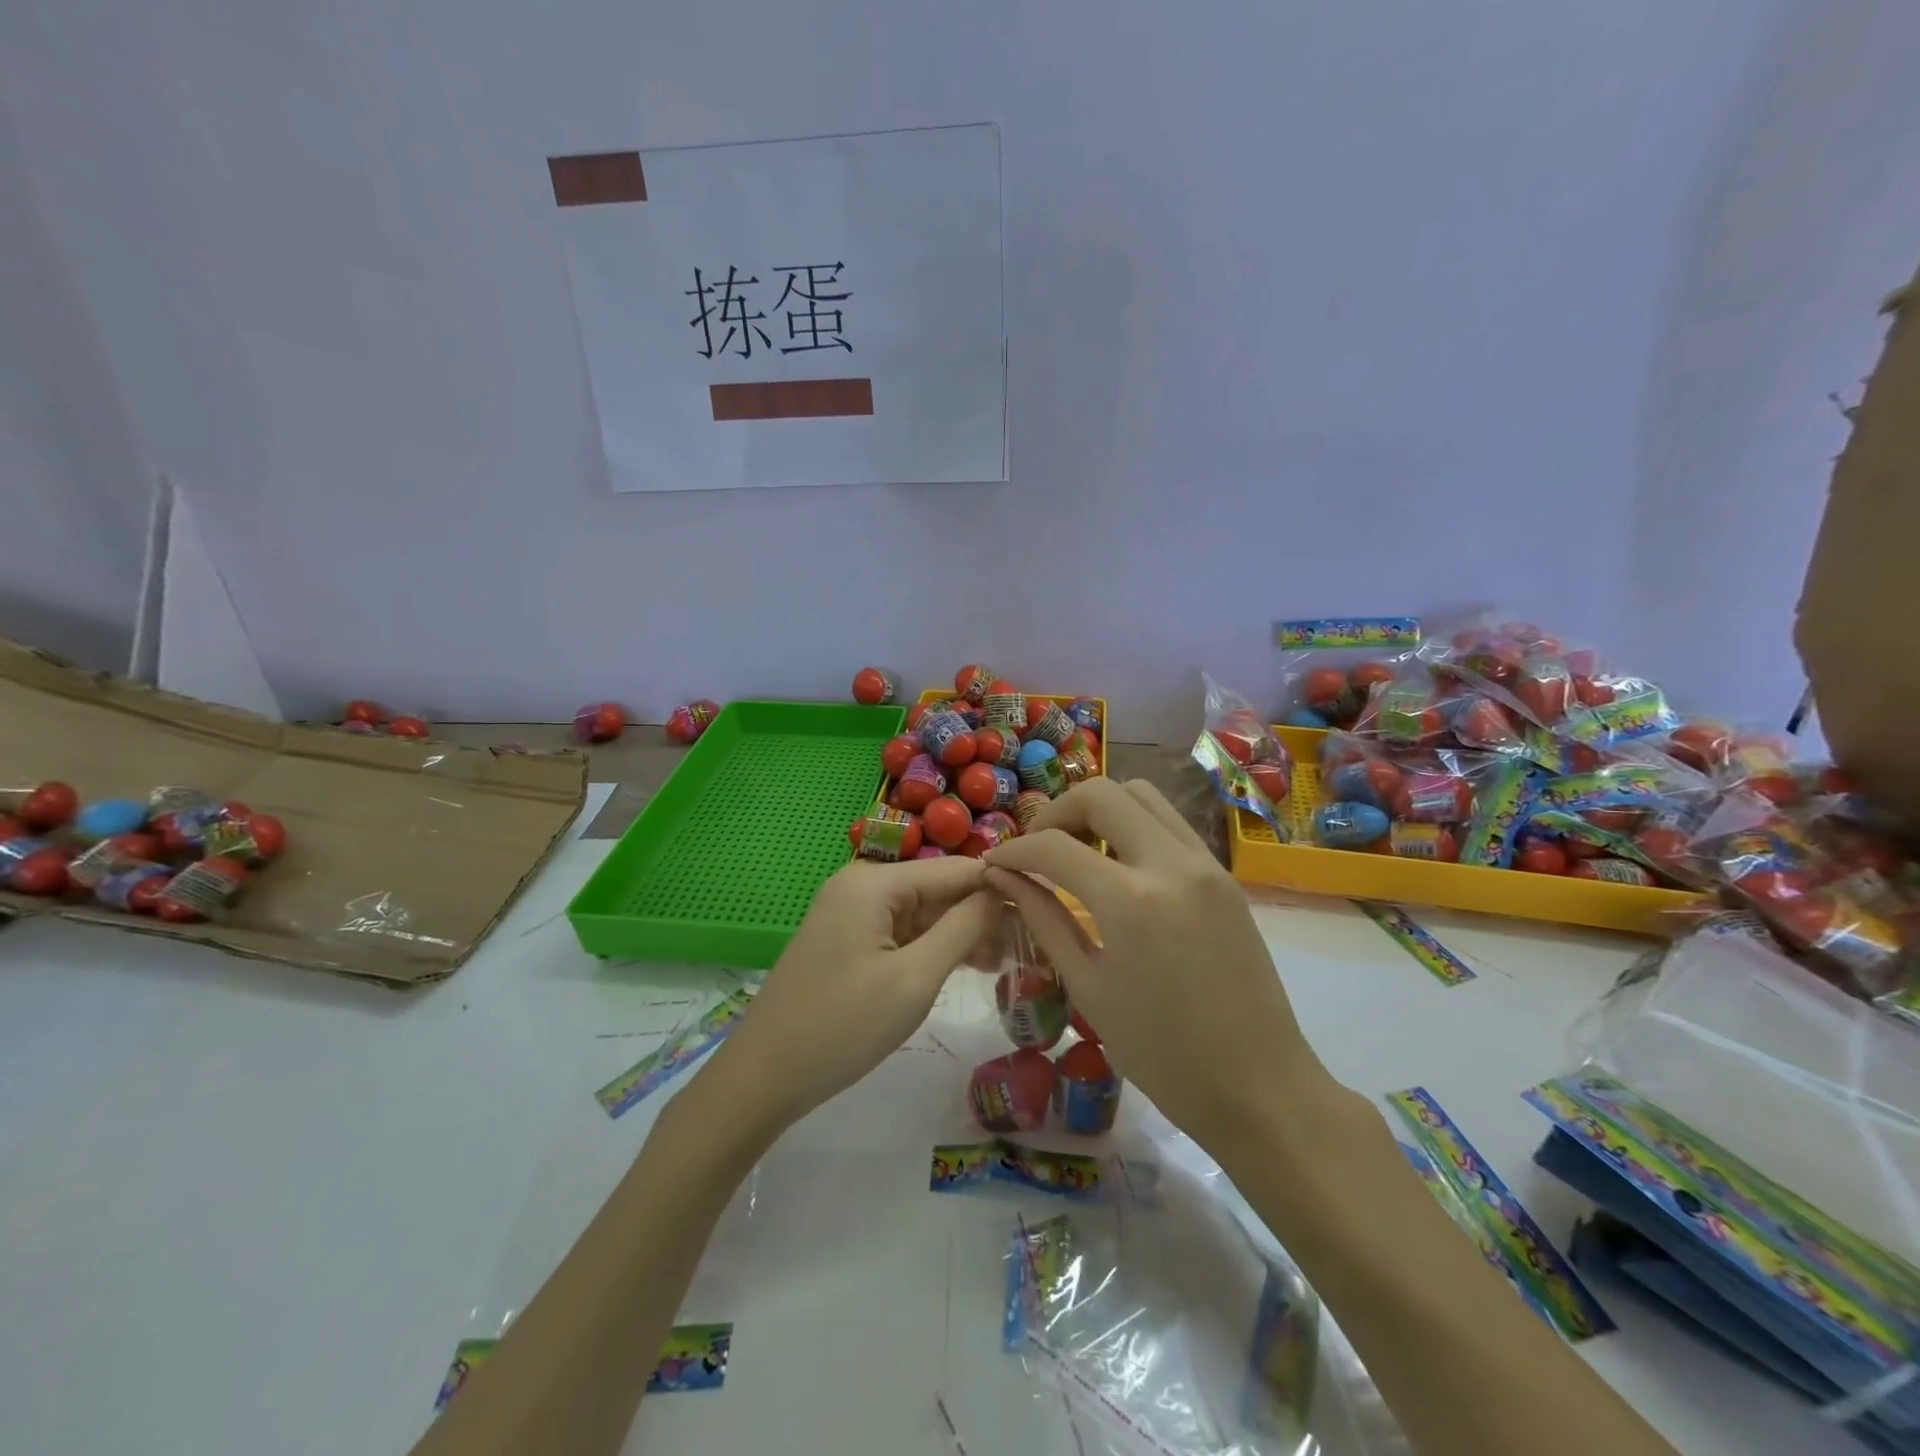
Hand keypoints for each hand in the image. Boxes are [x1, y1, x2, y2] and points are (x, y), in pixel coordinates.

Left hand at [704, 856, 1001, 1129]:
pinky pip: (902, 934)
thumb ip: (963, 929)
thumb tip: (1001, 892)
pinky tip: (970, 966)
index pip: (954, 870)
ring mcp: (852, 914)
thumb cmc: (842, 1027)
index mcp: (874, 882)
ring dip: (962, 934)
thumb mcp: (913, 979)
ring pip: (923, 914)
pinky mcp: (849, 941)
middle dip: (982, 915)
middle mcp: (862, 885)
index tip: (1046, 906)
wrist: (763, 1078)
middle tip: (1030, 946)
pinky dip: (934, 948)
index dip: (1000, 884)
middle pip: (938, 890)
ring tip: (1008, 962)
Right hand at [982, 778, 1328, 1147]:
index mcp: (1130, 901)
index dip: (1015, 850)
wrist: (1260, 1086)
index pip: (1055, 846)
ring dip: (1100, 809)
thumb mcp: (1088, 987)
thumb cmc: (1163, 1054)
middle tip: (1037, 849)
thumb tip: (1004, 878)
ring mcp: (1204, 863)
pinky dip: (1133, 825)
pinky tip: (1117, 865)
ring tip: (1077, 850)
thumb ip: (1044, 919)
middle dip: (1056, 812)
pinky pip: (1169, 822)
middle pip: (1101, 794)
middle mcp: (1170, 864)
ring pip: (1141, 795)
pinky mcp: (1223, 874)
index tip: (995, 864)